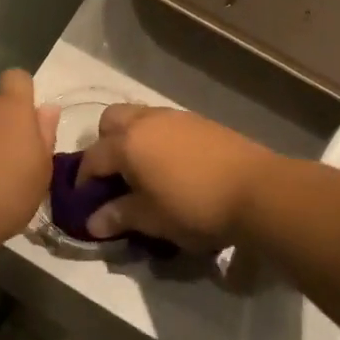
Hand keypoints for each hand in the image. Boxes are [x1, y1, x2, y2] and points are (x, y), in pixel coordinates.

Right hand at [76, 106, 279, 250]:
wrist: (256, 190)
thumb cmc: (195, 207)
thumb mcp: (153, 219)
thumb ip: (120, 216)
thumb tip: (93, 221)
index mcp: (127, 143)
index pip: (92, 158)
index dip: (83, 180)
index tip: (84, 201)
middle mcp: (146, 121)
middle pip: (111, 121)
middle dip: (105, 144)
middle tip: (114, 176)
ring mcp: (175, 117)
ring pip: (140, 117)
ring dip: (132, 138)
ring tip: (144, 171)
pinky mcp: (199, 121)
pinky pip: (165, 123)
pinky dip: (158, 139)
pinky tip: (172, 166)